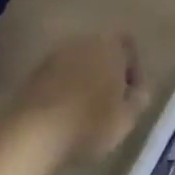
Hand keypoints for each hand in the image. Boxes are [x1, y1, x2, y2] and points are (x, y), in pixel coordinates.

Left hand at [10, 33, 149, 162]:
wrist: (35, 133)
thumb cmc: (90, 123)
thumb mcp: (127, 118)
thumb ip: (139, 97)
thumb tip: (137, 88)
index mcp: (110, 46)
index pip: (129, 45)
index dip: (134, 68)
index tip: (131, 94)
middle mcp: (83, 42)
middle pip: (103, 51)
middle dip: (108, 72)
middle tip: (111, 102)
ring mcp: (56, 55)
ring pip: (80, 62)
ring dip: (85, 79)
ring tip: (86, 109)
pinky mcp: (35, 71)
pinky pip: (59, 75)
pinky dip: (65, 87)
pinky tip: (65, 112)